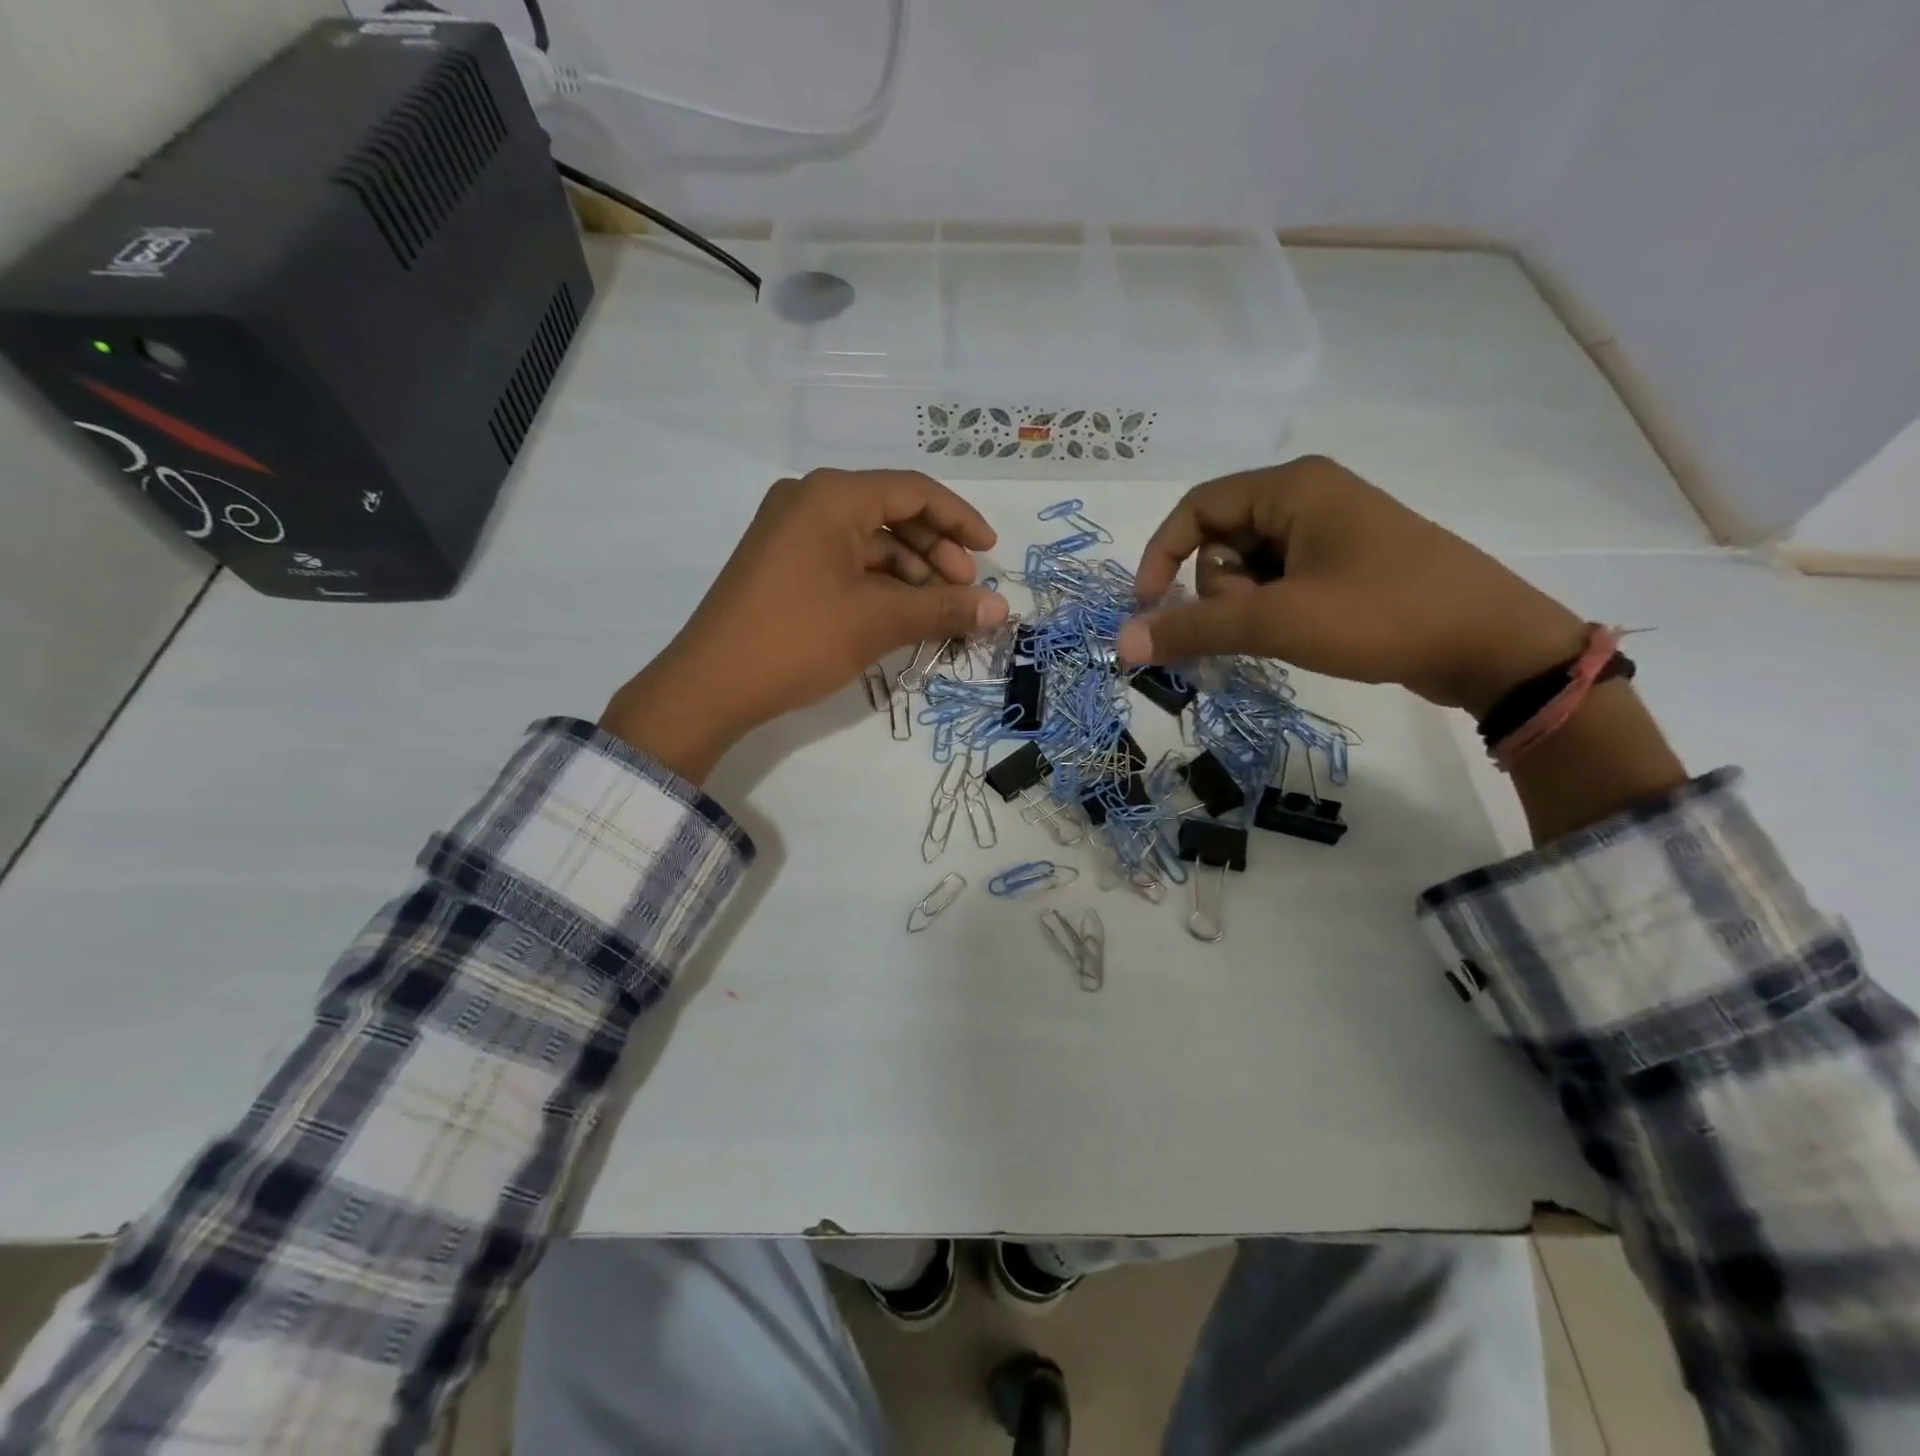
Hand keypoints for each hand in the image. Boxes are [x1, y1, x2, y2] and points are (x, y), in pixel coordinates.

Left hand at [601, 469, 1007, 780]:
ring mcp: (789, 530)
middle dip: (935, 551)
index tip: (991, 552)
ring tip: (934, 611)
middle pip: (891, 512)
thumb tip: (1003, 609)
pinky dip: (877, 582)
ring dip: (908, 571)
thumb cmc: (799, 639)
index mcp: (833, 496)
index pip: (914, 491)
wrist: (711, 684)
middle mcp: (809, 499)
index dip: (960, 520)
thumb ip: (944, 608)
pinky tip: (897, 614)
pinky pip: (843, 558)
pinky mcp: (780, 561)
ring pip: (868, 539)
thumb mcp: (879, 622)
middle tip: (963, 591)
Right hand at [1117, 456, 1588, 714]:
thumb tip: (1122, 642)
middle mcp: (1306, 497)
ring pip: (1248, 567)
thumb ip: (1194, 628)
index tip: (1149, 608)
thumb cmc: (1380, 615)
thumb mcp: (1276, 621)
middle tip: (1263, 619)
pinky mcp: (1342, 563)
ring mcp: (1327, 531)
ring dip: (1249, 606)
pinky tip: (1301, 633)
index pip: (1195, 509)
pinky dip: (1271, 610)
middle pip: (1220, 540)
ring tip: (1292, 629)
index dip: (1161, 556)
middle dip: (1224, 589)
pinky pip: (1278, 581)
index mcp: (1291, 486)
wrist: (1490, 645)